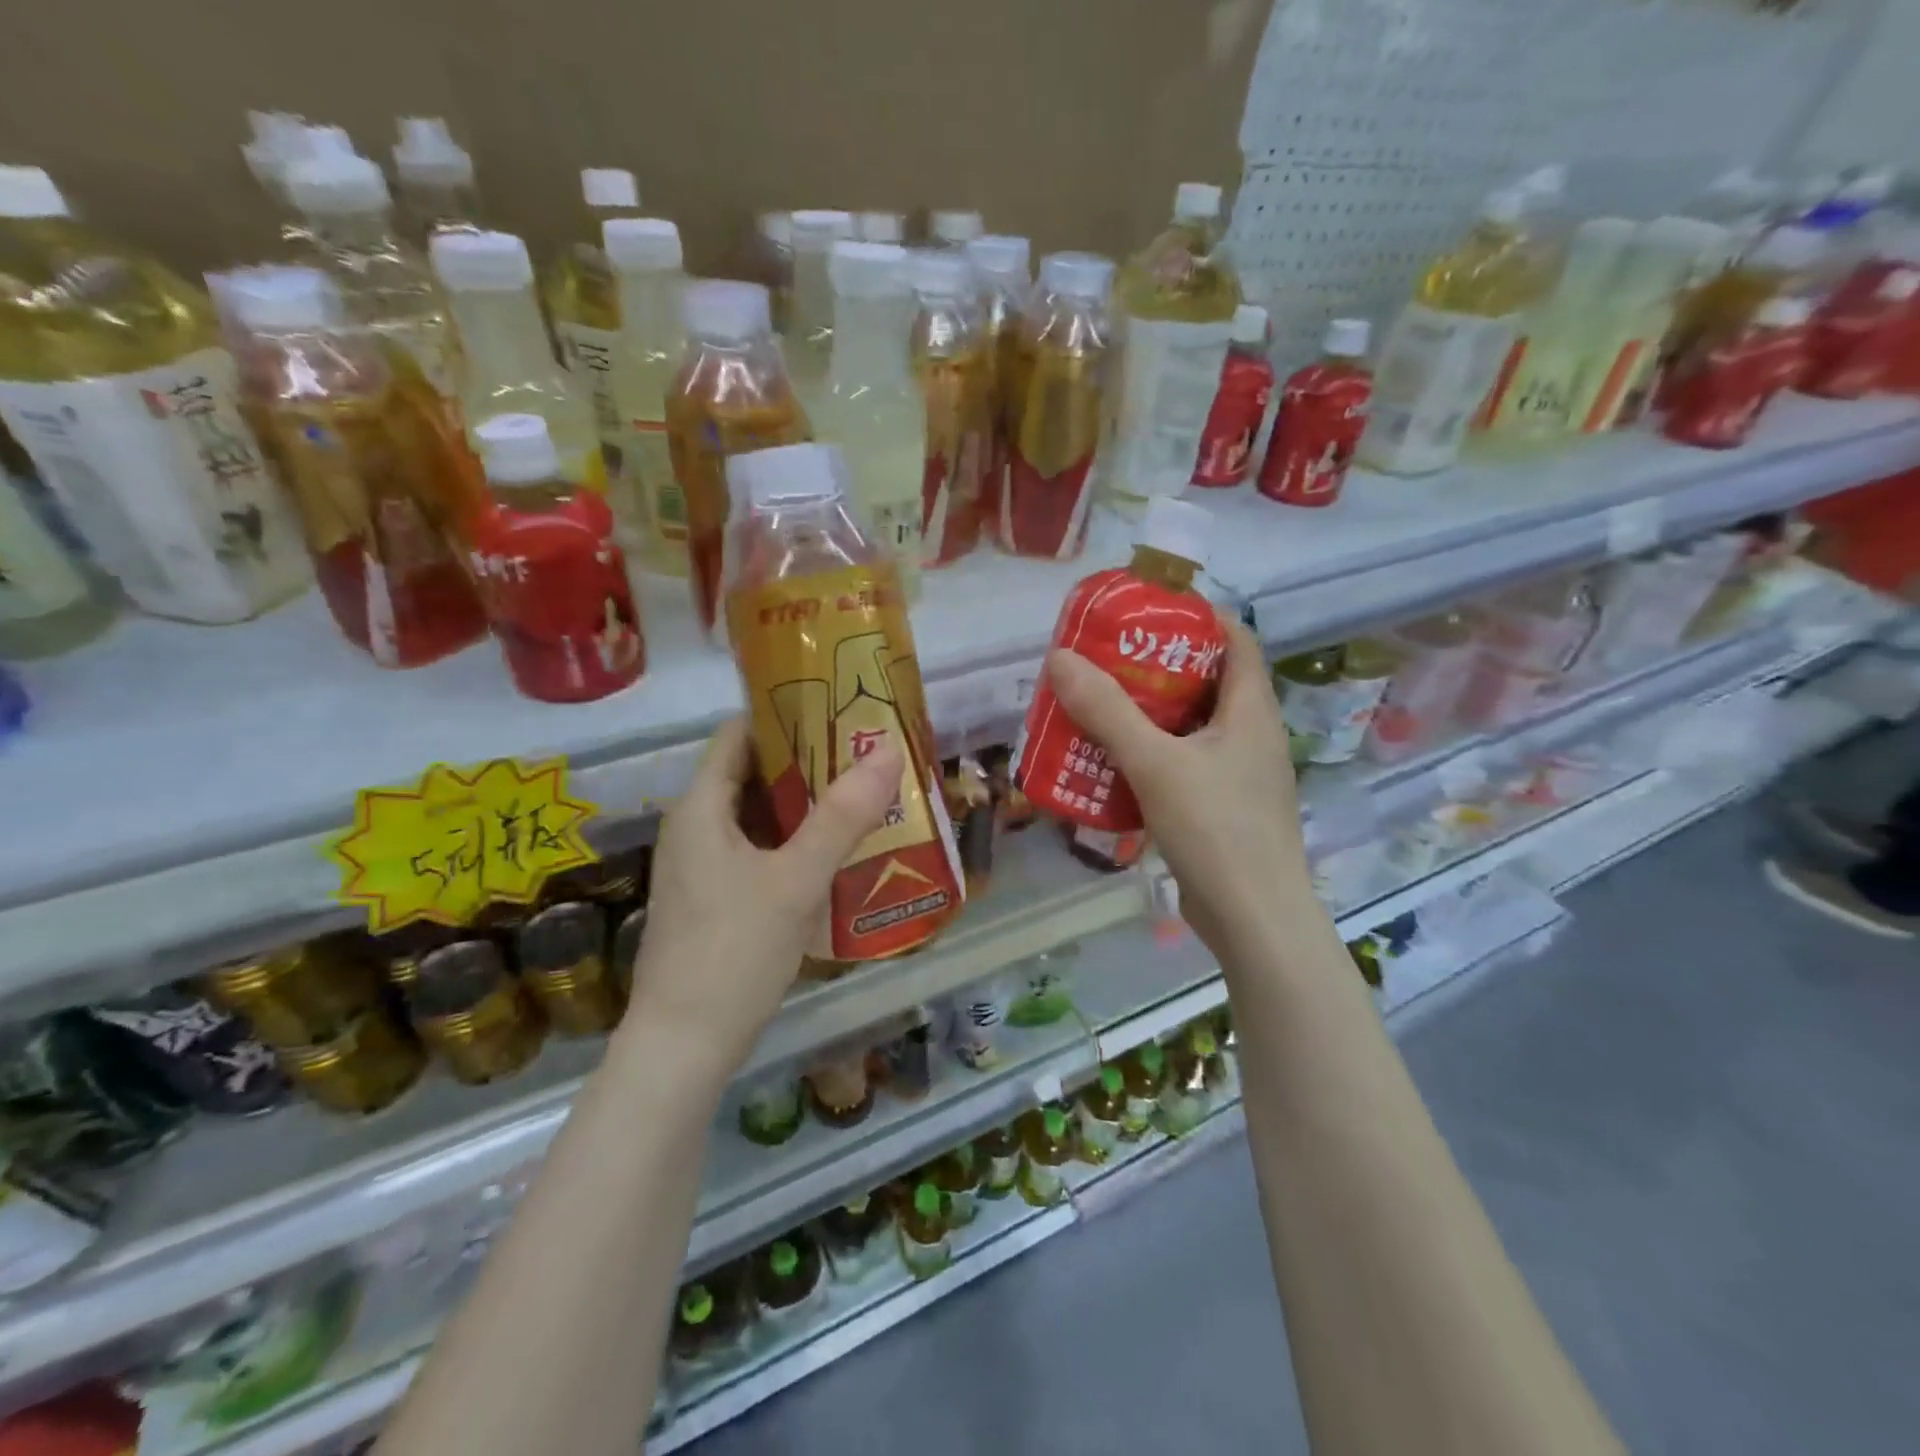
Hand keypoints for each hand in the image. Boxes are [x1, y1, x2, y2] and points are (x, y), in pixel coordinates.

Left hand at [623, 717, 903, 1075]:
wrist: (684, 1046)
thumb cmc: (734, 951)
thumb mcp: (796, 879)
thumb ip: (842, 816)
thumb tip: (887, 751)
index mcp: (701, 807)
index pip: (739, 733)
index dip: (785, 713)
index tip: (838, 709)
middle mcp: (694, 827)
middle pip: (752, 773)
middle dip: (807, 760)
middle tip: (863, 753)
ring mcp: (702, 865)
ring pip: (758, 815)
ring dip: (805, 804)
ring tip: (861, 794)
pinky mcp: (714, 898)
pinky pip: (758, 850)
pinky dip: (794, 841)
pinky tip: (835, 851)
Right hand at [1044, 611, 1308, 962]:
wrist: (1254, 921)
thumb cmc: (1216, 830)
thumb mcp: (1155, 763)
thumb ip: (1107, 711)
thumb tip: (1060, 658)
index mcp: (1251, 711)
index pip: (1236, 640)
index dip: (1197, 617)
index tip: (1147, 611)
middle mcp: (1252, 736)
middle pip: (1208, 682)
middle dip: (1158, 667)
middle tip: (1106, 660)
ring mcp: (1240, 776)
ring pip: (1193, 727)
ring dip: (1150, 715)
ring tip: (1100, 706)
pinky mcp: (1224, 809)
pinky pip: (1186, 765)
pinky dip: (1152, 756)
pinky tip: (1113, 764)